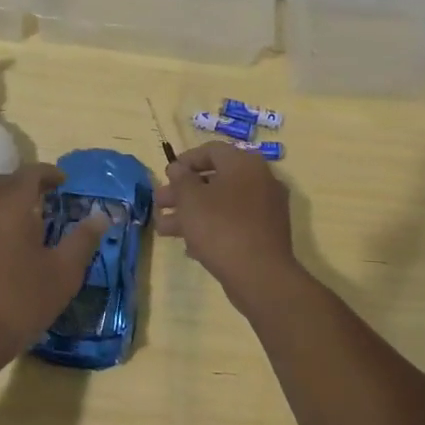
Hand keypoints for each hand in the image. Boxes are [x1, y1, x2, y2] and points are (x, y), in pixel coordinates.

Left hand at [0, 162, 109, 366]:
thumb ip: (83, 240)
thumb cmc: (21, 302)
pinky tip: (5, 248)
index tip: (64, 182)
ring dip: (6, 203)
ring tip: (27, 222)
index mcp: (10, 207)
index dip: (49, 173)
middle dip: (25, 183)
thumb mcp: (64, 273)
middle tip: (46, 197)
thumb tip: (101, 216)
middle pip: (2, 182)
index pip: (29, 173)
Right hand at [155, 143, 300, 302]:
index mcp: (244, 164)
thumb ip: (181, 179)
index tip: (166, 175)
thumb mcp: (191, 199)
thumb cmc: (220, 228)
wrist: (259, 274)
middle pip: (215, 179)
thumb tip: (178, 168)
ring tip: (163, 229)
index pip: (212, 150)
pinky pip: (233, 223)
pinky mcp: (265, 233)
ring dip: (191, 213)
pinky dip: (211, 228)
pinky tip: (189, 246)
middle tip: (159, 203)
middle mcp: (260, 180)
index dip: (185, 161)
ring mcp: (265, 208)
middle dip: (183, 192)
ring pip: (222, 204)